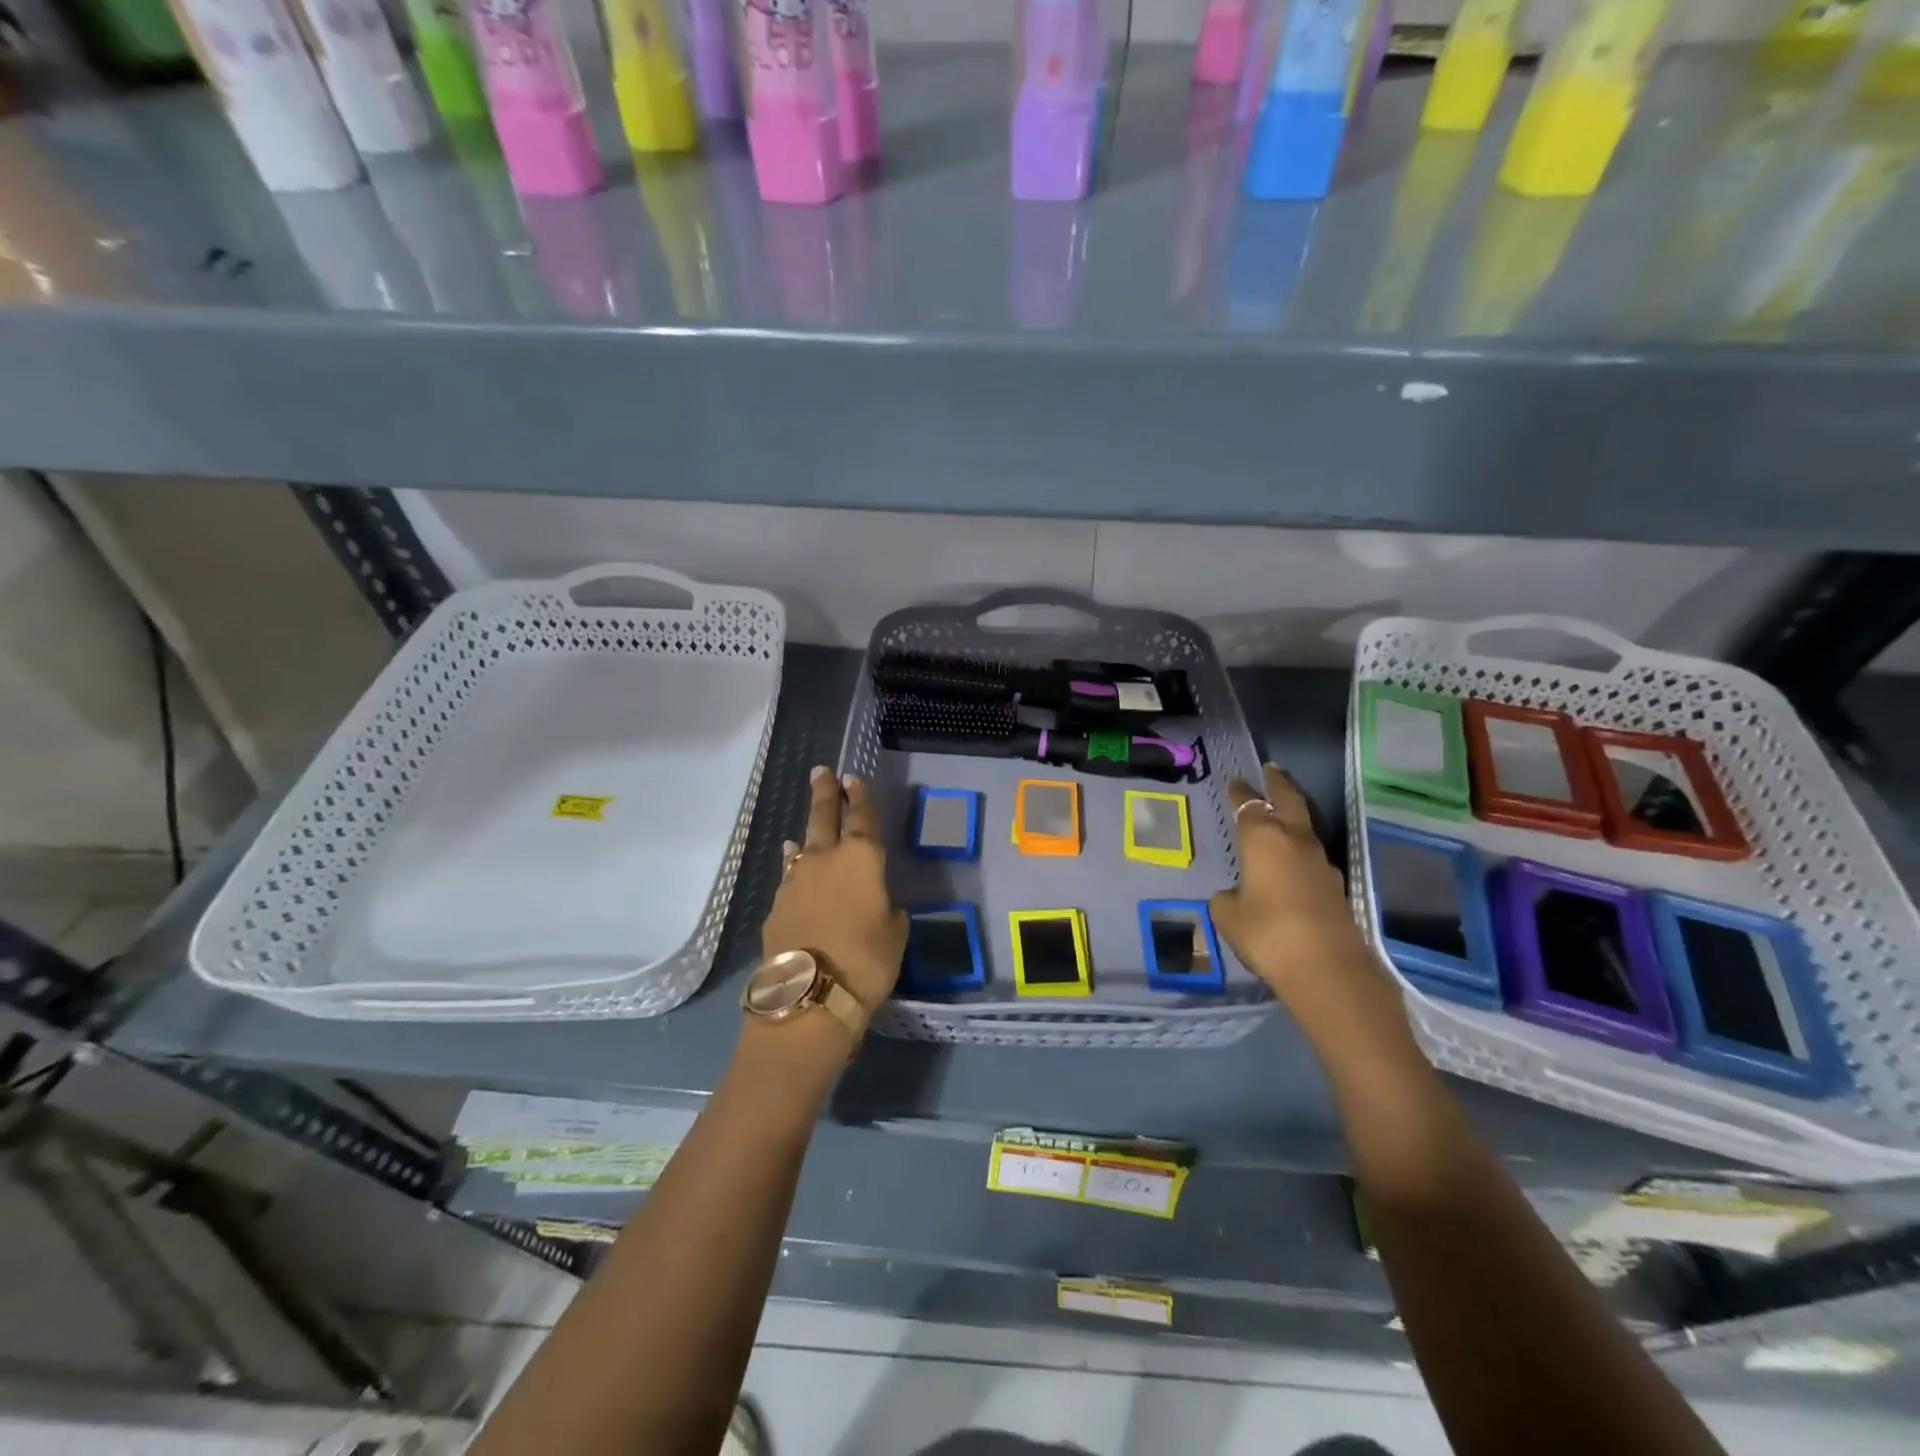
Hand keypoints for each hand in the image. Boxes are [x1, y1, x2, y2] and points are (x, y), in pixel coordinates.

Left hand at [759, 767, 907, 1016]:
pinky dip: (794, 868)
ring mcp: (795, 881)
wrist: (809, 994)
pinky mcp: (777, 906)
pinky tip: (793, 867)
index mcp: (862, 859)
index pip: (862, 818)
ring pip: (802, 848)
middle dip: (825, 793)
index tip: (852, 778)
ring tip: (805, 827)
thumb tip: (875, 904)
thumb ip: (887, 909)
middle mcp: (825, 860)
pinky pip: (790, 877)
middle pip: (823, 818)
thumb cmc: (866, 960)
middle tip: (821, 772)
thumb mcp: (895, 933)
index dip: (859, 797)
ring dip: (806, 834)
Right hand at [1209, 764, 1413, 1056]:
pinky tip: (1291, 864)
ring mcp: (1321, 863)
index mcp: (1263, 838)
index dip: (1239, 793)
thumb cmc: (1267, 933)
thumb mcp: (1228, 916)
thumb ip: (1227, 898)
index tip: (1234, 781)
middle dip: (1278, 784)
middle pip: (1288, 801)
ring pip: (1304, 828)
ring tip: (1280, 814)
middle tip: (1271, 769)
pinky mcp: (1336, 887)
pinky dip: (1300, 851)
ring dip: (1293, 817)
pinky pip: (1312, 857)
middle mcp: (1295, 841)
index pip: (1248, 805)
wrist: (1328, 969)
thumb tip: (1235, 895)